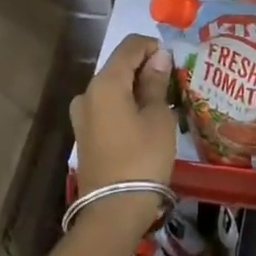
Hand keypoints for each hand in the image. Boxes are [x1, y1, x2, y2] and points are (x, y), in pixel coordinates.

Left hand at [70, 34, 177, 233]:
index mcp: (105, 82)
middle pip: (119, 66)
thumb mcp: (158, 118)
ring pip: (112, 87)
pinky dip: (125, 104)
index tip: (174, 61)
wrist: (113, 209)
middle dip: (145, 68)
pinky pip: (106, 106)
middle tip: (172, 84)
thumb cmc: (143, 158)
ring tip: (161, 104)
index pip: (130, 46)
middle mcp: (87, 92)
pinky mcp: (84, 133)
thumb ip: (156, 83)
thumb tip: (158, 57)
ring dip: (135, 87)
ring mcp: (81, 114)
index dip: (153, 46)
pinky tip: (144, 120)